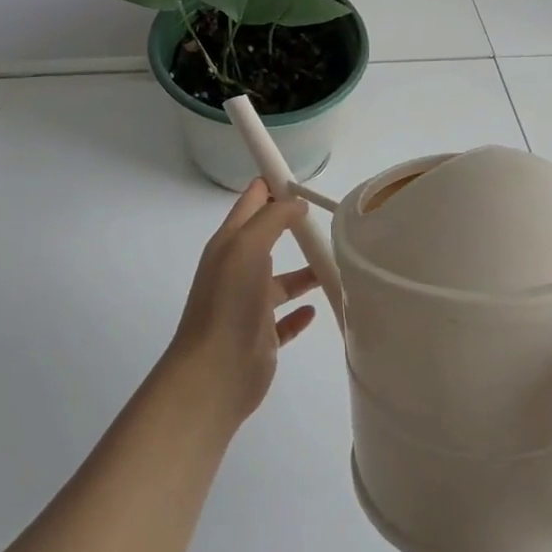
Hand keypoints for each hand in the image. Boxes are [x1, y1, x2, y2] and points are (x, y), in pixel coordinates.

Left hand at [165, 180, 320, 423]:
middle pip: (268, 238)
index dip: (272, 185)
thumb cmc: (229, 301)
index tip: (303, 179)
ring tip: (336, 263)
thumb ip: (272, 218)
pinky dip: (300, 312)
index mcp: (230, 244)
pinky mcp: (262, 336)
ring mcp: (249, 304)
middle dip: (294, 225)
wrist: (215, 373)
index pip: (251, 202)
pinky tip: (317, 307)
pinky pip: (285, 319)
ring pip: (281, 280)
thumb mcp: (248, 247)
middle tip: (329, 218)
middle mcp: (238, 270)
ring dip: (305, 270)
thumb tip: (296, 202)